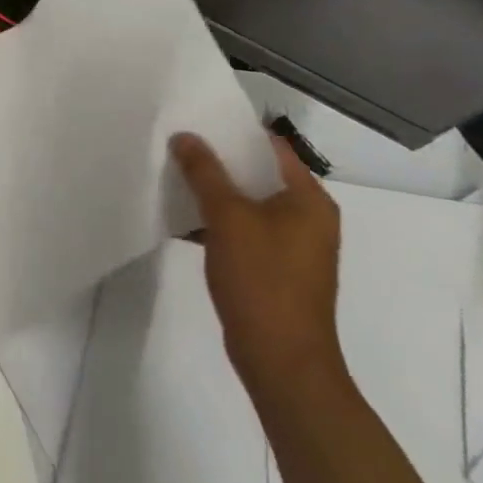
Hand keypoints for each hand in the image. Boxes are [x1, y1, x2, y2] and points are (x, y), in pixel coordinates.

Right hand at [172, 132, 345, 400]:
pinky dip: (218, 222)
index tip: (195, 120)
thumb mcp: (228, 218)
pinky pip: (244, 230)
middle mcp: (308, 218)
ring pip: (248, 204)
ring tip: (172, 176)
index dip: (233, 130)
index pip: (271, 147)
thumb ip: (205, 172)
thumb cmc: (262, 281)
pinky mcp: (275, 269)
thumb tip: (185, 136)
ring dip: (214, 192)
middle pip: (258, 174)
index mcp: (309, 200)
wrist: (282, 362)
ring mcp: (293, 246)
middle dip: (217, 161)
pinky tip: (182, 219)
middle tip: (176, 145)